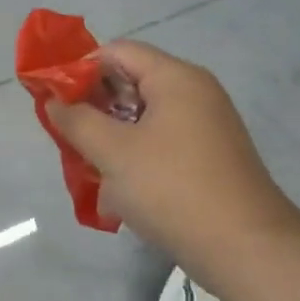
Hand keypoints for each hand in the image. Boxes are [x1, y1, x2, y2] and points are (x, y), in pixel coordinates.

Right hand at [44, 41, 299, 275]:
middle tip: (67, 137)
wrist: (245, 249)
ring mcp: (206, 127)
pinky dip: (136, 159)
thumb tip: (55, 100)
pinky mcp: (209, 159)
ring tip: (89, 170)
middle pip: (131, 83)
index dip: (80, 69)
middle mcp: (195, 94)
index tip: (54, 99)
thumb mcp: (113, 152)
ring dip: (112, 139)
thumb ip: (77, 121)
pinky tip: (119, 193)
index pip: (118, 51)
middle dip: (94, 108)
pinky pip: (162, 145)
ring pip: (144, 120)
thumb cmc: (172, 189)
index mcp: (176, 78)